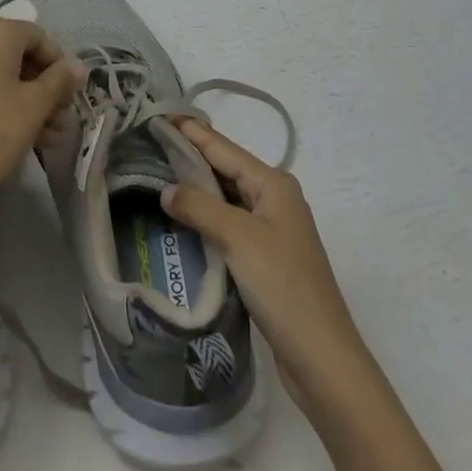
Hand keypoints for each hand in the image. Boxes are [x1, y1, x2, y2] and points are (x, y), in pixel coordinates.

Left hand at [0, 19, 79, 267]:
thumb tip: (78, 66)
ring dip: (25, 100)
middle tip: (60, 120)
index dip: (59, 65)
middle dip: (43, 87)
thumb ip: (60, 80)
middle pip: (17, 55)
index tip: (69, 96)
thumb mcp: (35, 106)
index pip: (38, 37)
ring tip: (46, 137)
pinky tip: (18, 134)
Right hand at [160, 118, 375, 419]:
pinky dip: (206, 217)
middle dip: (190, 156)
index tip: (159, 114)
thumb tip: (166, 189)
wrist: (321, 356)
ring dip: (196, 188)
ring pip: (226, 197)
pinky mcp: (265, 257)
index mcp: (273, 184)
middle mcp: (274, 198)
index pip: (223, 147)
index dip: (191, 131)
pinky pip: (229, 224)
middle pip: (225, 168)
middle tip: (150, 144)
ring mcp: (271, 229)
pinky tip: (181, 219)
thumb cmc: (283, 285)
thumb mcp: (238, 238)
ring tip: (157, 174)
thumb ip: (200, 207)